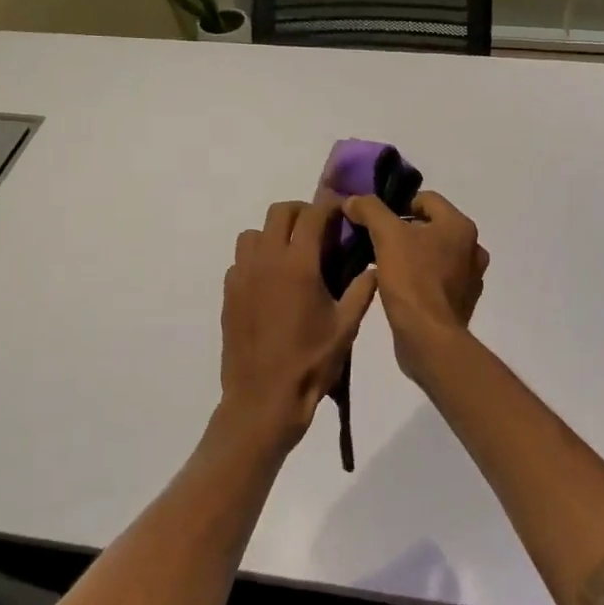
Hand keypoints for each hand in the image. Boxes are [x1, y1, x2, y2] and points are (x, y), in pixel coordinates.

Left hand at [220, 196, 378, 452]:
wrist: (263, 399)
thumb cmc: (310, 363)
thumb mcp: (346, 327)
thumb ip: (362, 290)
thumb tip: (375, 266)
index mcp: (298, 264)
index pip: (312, 215)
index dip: (329, 206)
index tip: (341, 209)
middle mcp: (266, 260)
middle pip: (279, 213)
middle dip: (301, 213)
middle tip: (318, 231)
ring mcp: (242, 275)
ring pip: (254, 233)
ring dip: (274, 234)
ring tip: (292, 256)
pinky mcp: (228, 293)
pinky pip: (240, 260)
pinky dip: (256, 259)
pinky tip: (271, 283)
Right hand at [343, 191, 488, 382]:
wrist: (428, 338)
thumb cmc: (412, 279)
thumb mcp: (386, 235)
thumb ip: (369, 210)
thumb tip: (353, 200)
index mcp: (460, 226)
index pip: (426, 199)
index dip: (397, 205)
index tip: (375, 221)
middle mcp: (472, 248)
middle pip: (430, 227)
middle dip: (403, 232)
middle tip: (376, 242)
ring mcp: (470, 278)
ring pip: (433, 254)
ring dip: (411, 256)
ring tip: (384, 265)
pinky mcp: (461, 303)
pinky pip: (436, 280)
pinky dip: (420, 279)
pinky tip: (398, 288)